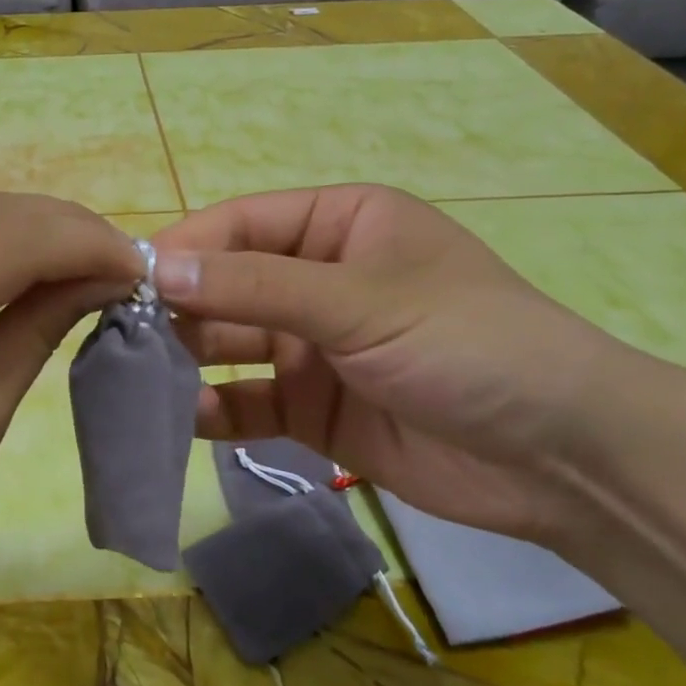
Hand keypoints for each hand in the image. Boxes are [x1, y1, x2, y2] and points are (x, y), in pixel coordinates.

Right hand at [153, 185, 641, 544]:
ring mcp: (314, 348)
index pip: (241, 225)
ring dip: (189, 359)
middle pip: (229, 285)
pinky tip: (182, 421)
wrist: (565, 460)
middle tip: (121, 335)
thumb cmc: (468, 343)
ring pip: (232, 346)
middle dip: (179, 308)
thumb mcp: (359, 301)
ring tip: (137, 377)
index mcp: (339, 226)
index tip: (126, 280)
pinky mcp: (314, 410)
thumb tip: (158, 269)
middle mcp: (320, 280)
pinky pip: (250, 403)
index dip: (185, 248)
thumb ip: (255, 286)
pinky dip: (216, 411)